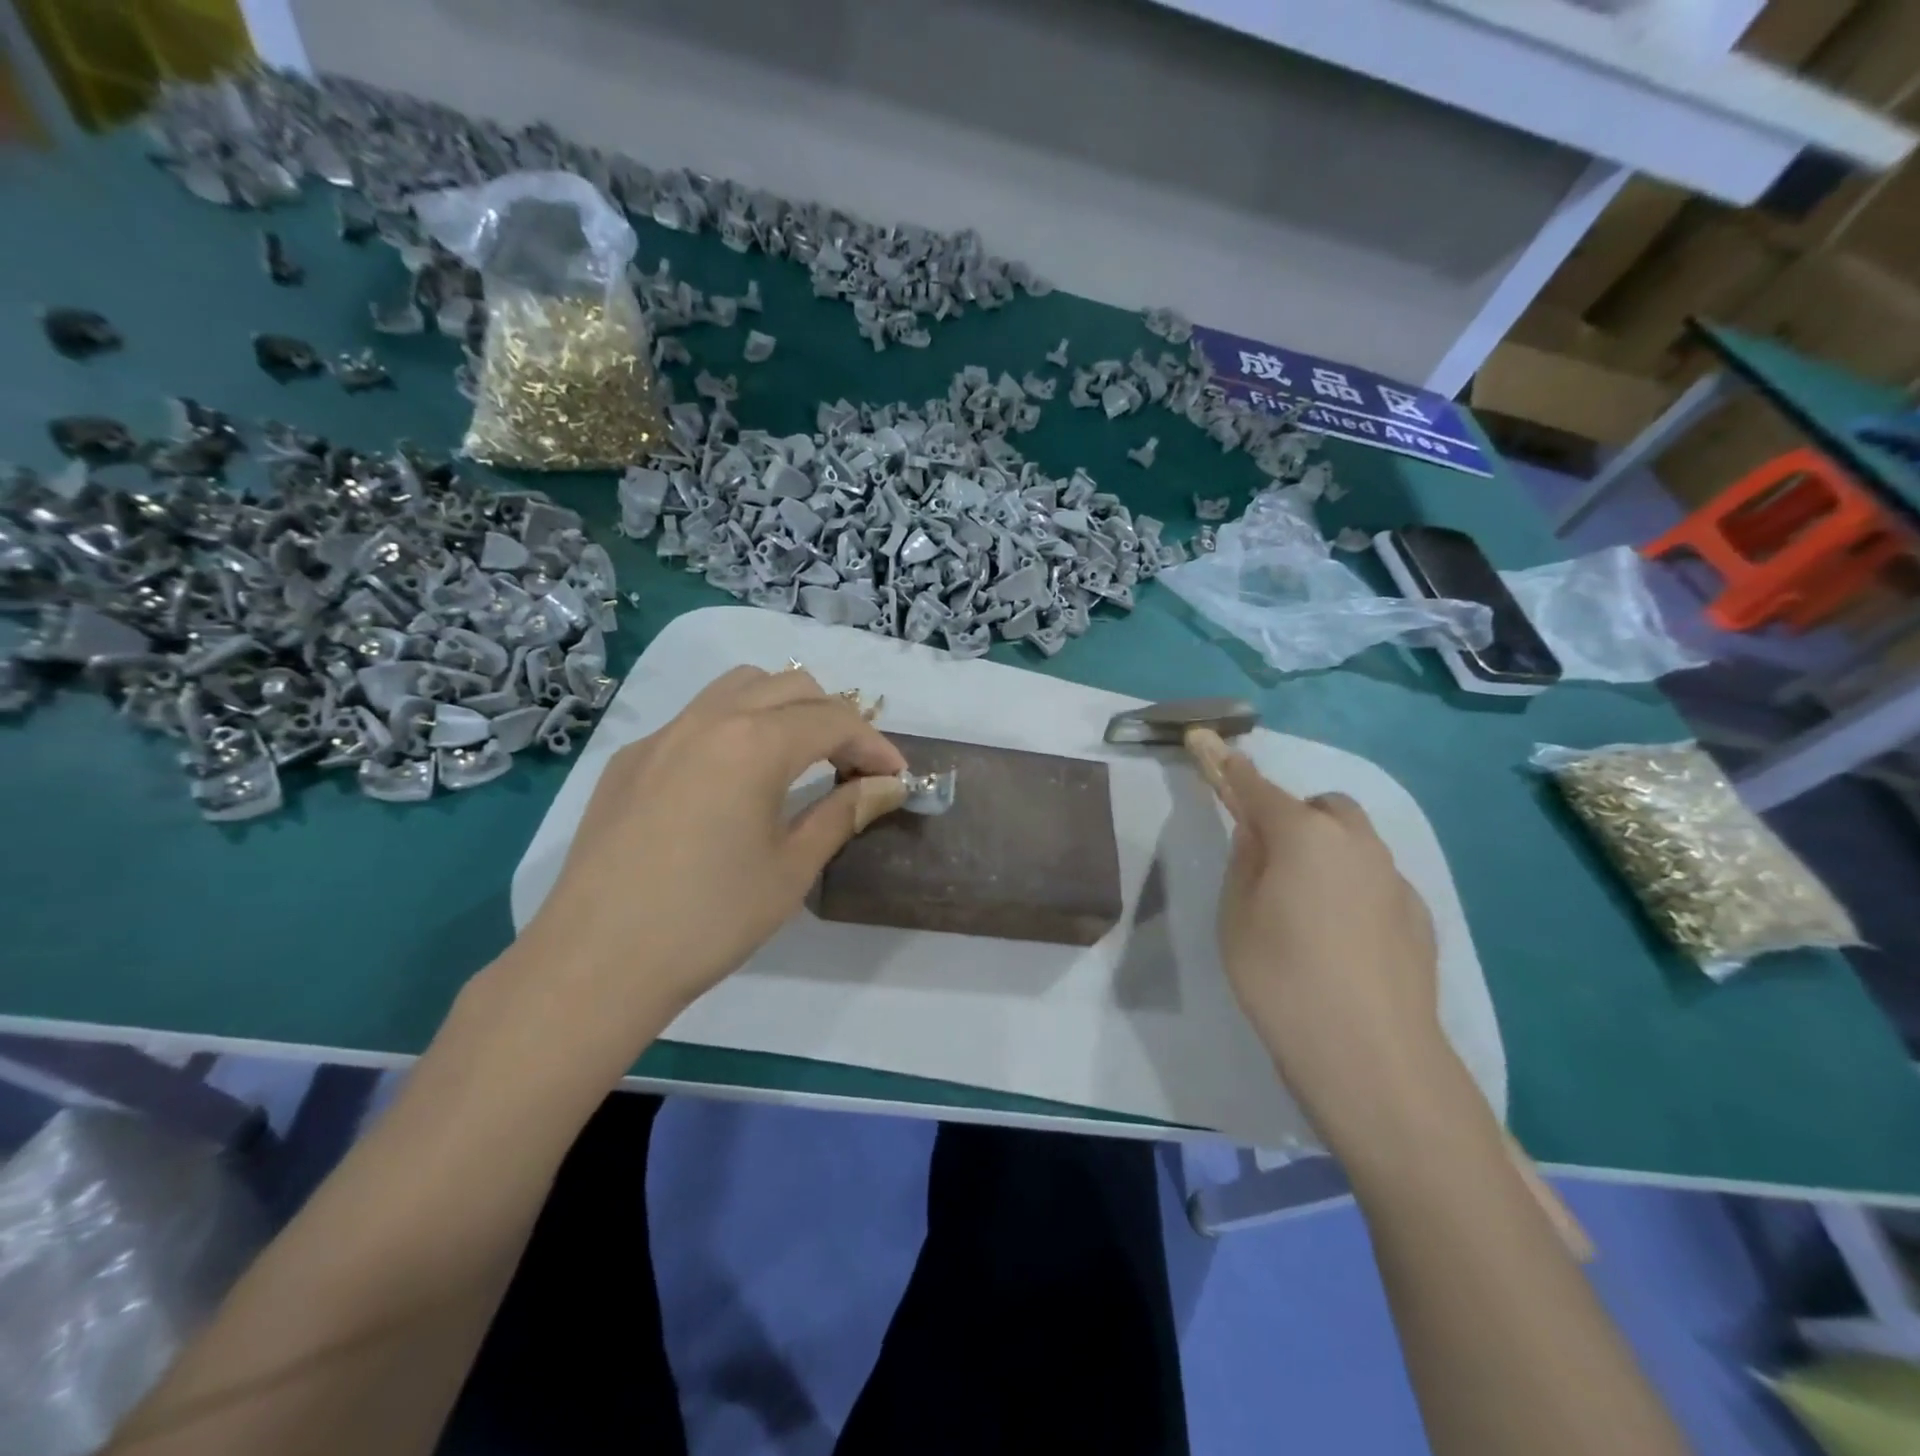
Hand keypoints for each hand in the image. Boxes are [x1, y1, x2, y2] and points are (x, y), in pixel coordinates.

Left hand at [506, 666, 907, 1056]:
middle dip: (834, 718)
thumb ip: (843, 813)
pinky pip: (697, 717)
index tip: (896, 777)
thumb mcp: (791, 868)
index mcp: (754, 742)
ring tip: (799, 756)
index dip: (875, 745)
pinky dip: (736, 726)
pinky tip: (734, 780)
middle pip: (791, 686)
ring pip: (739, 687)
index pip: (834, 720)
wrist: (595, 962)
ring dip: (783, 708)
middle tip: (852, 768)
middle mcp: (709, 719)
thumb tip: (887, 786)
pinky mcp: (631, 760)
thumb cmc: (709, 919)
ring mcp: (663, 735)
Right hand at [1188, 730, 1450, 1150]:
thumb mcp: (1237, 915)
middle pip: (1317, 808)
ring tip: (1304, 908)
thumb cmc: (1281, 978)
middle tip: (1266, 862)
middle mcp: (1354, 842)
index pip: (1253, 786)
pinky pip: (1374, 879)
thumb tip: (1256, 831)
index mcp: (1302, 835)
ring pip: (1352, 841)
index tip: (1203, 737)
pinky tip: (1341, 939)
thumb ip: (1246, 861)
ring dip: (1323, 851)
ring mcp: (1393, 877)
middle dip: (1290, 817)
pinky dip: (1351, 886)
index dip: (1223, 763)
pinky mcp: (1417, 914)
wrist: (1371, 1055)